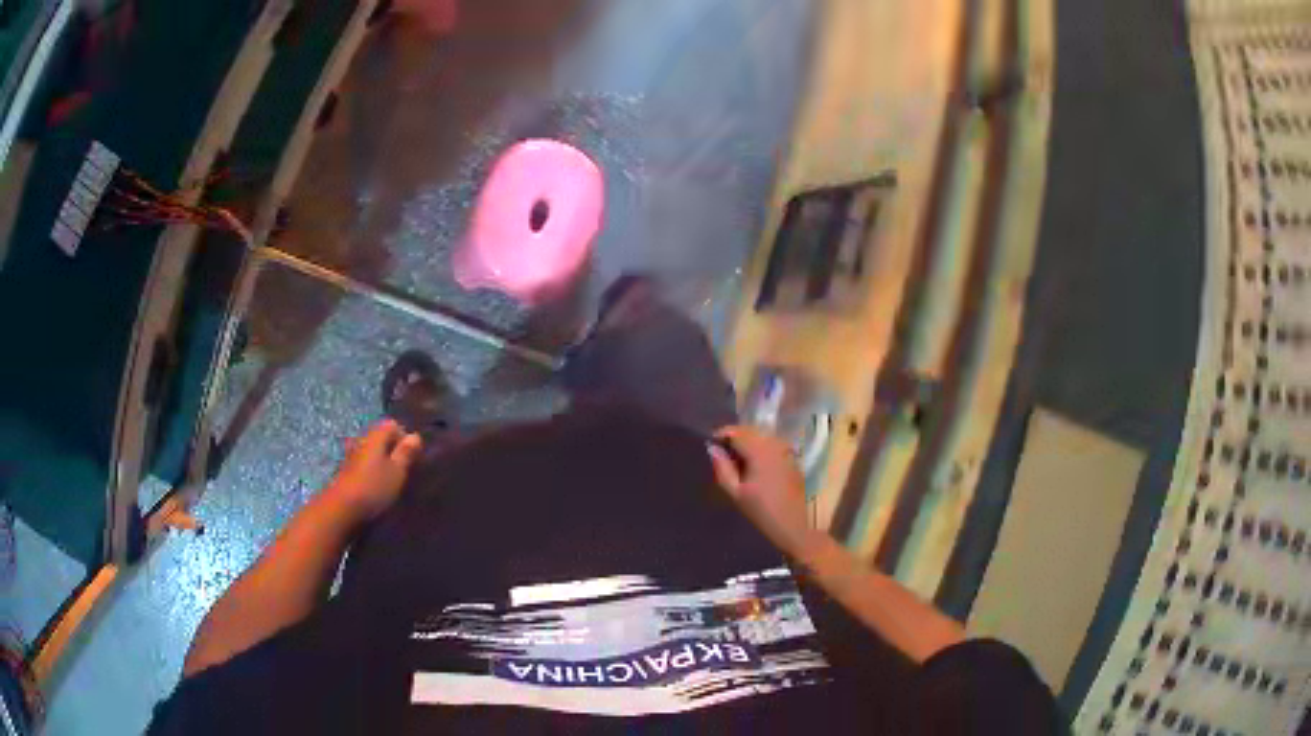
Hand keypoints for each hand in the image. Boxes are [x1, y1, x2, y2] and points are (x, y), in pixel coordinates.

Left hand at [323, 420, 422, 525]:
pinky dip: (372, 470)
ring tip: (391, 479)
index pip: (393, 425)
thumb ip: (406, 453)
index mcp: (375, 435)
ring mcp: (352, 454)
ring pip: (372, 451)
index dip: (404, 438)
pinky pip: (364, 462)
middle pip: (381, 437)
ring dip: (382, 461)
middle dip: (393, 450)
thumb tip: (415, 436)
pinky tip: (376, 485)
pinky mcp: (346, 470)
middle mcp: (362, 439)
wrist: (342, 507)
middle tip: (403, 470)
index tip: (412, 458)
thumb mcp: (397, 471)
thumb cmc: (374, 487)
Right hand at [708, 426, 810, 553]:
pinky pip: (773, 445)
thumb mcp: (736, 492)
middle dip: (735, 438)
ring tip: (737, 461)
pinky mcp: (793, 458)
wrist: (793, 526)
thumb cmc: (762, 512)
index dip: (722, 435)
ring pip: (762, 436)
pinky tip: (755, 466)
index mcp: (760, 451)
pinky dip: (761, 449)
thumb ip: (722, 468)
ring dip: (748, 443)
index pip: (737, 432)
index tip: (711, 446)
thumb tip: (712, 449)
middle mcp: (775, 444)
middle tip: (722, 455)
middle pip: (750, 431)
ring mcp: (787, 450)